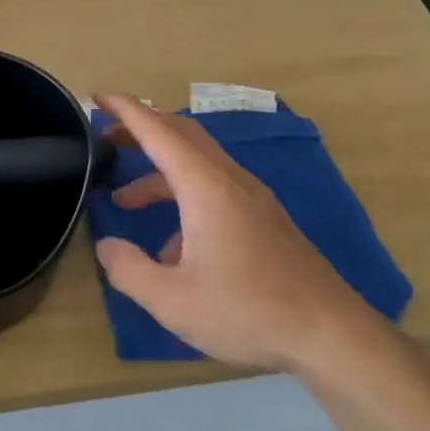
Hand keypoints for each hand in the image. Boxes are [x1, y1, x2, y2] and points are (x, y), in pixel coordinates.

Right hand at [92, 91, 380, 372]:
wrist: (331, 334)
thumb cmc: (248, 311)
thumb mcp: (173, 301)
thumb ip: (129, 270)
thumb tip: (106, 246)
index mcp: (205, 187)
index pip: (158, 131)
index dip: (125, 109)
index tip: (98, 96)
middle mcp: (230, 180)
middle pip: (181, 134)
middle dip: (141, 129)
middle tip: (106, 137)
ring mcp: (252, 197)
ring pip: (198, 162)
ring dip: (159, 170)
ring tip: (125, 200)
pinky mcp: (264, 218)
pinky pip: (215, 187)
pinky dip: (183, 194)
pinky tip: (173, 246)